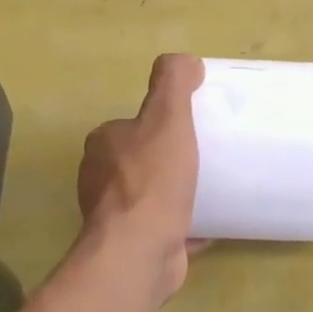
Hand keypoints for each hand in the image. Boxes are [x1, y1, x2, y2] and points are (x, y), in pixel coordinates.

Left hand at [77, 54, 205, 300]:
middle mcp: (100, 179)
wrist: (140, 250)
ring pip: (150, 196)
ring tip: (211, 187)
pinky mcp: (133, 245)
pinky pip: (164, 228)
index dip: (159, 124)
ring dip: (175, 193)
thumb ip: (173, 84)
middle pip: (140, 160)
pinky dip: (184, 225)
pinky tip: (210, 224)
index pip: (132, 125)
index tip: (191, 128)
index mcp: (103, 145)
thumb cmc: (153, 180)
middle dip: (168, 159)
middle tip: (207, 156)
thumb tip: (186, 61)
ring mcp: (115, 216)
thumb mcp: (167, 118)